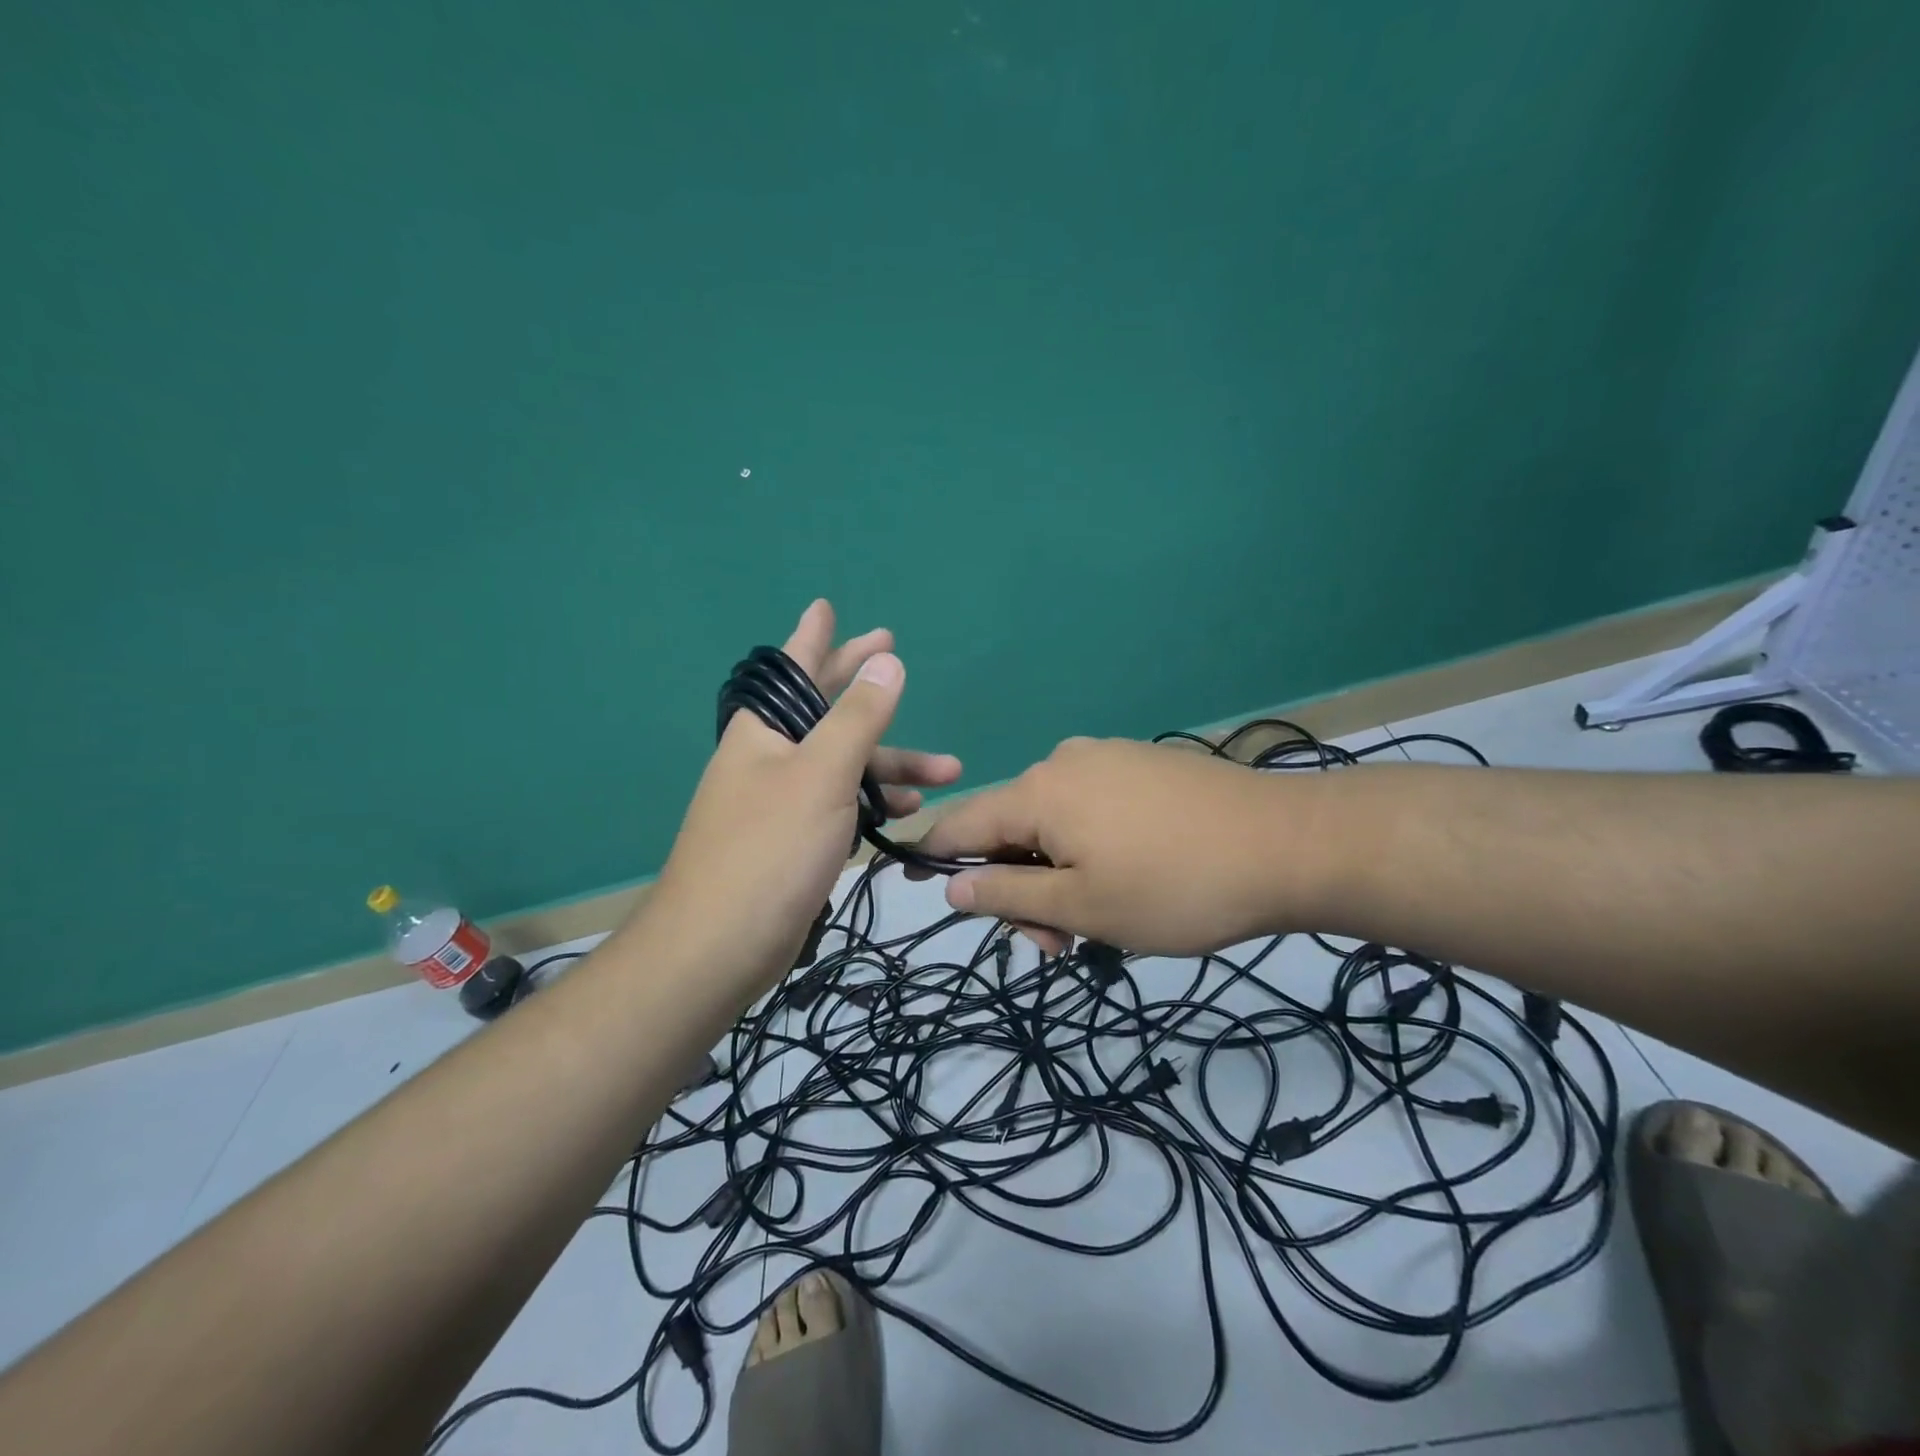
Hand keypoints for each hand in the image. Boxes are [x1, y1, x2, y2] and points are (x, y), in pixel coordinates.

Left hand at [636, 600, 961, 990]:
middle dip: (866, 688)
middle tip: (894, 653)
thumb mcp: (822, 773)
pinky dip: (875, 801)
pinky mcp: (796, 839)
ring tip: (948, 770)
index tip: (828, 607)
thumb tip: (887, 661)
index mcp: (765, 730)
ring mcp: (783, 799)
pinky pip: (843, 803)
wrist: (721, 945)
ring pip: (845, 764)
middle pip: (825, 710)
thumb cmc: (770, 848)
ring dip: (893, 763)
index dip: (815, 637)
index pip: (793, 668)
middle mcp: (771, 757)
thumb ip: (858, 717)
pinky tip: (908, 810)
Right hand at [916, 737, 1323, 956]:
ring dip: (1058, 874)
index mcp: (1040, 791)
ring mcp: (1109, 758)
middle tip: (1057, 945)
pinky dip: (1089, 849)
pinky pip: (1092, 808)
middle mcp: (1065, 761)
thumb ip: (1009, 896)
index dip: (935, 855)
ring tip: (1100, 922)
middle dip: (1020, 887)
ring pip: (1056, 822)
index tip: (915, 883)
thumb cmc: (1175, 886)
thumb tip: (953, 886)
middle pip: (1013, 827)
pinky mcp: (1145, 766)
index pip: (963, 822)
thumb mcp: (1083, 907)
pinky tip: (1126, 879)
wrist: (1290, 845)